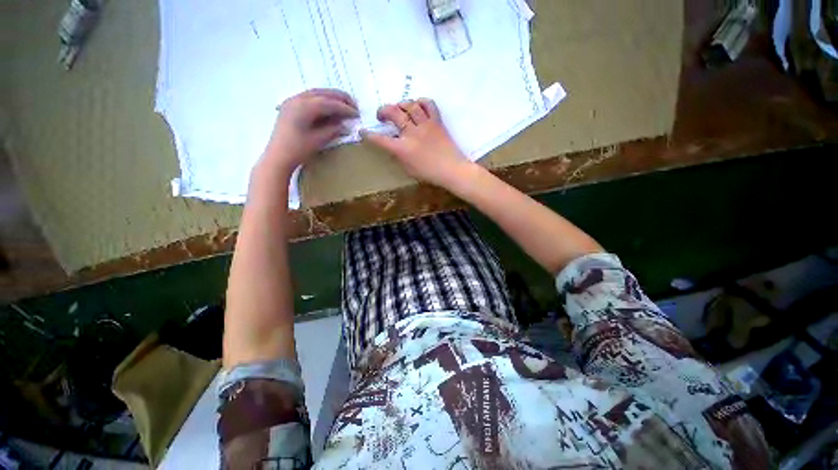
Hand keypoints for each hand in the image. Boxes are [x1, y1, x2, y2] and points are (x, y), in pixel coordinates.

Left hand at [262, 89, 358, 174]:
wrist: (278, 157)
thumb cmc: (298, 150)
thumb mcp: (318, 140)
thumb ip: (332, 129)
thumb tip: (344, 125)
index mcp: (304, 107)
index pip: (329, 103)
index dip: (344, 108)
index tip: (357, 113)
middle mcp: (297, 99)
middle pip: (322, 93)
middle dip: (339, 98)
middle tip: (354, 105)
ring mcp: (292, 101)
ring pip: (315, 93)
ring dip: (331, 97)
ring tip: (344, 104)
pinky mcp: (290, 107)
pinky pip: (308, 98)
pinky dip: (321, 101)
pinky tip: (329, 108)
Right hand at [362, 98, 473, 187]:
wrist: (452, 170)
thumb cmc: (429, 174)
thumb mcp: (409, 170)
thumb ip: (399, 157)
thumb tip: (393, 147)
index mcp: (402, 149)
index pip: (380, 139)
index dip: (369, 135)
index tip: (363, 131)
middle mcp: (412, 133)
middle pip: (394, 112)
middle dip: (383, 110)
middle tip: (381, 115)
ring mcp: (425, 125)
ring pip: (410, 105)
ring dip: (401, 104)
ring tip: (399, 109)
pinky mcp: (437, 122)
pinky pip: (429, 104)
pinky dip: (422, 102)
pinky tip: (418, 106)